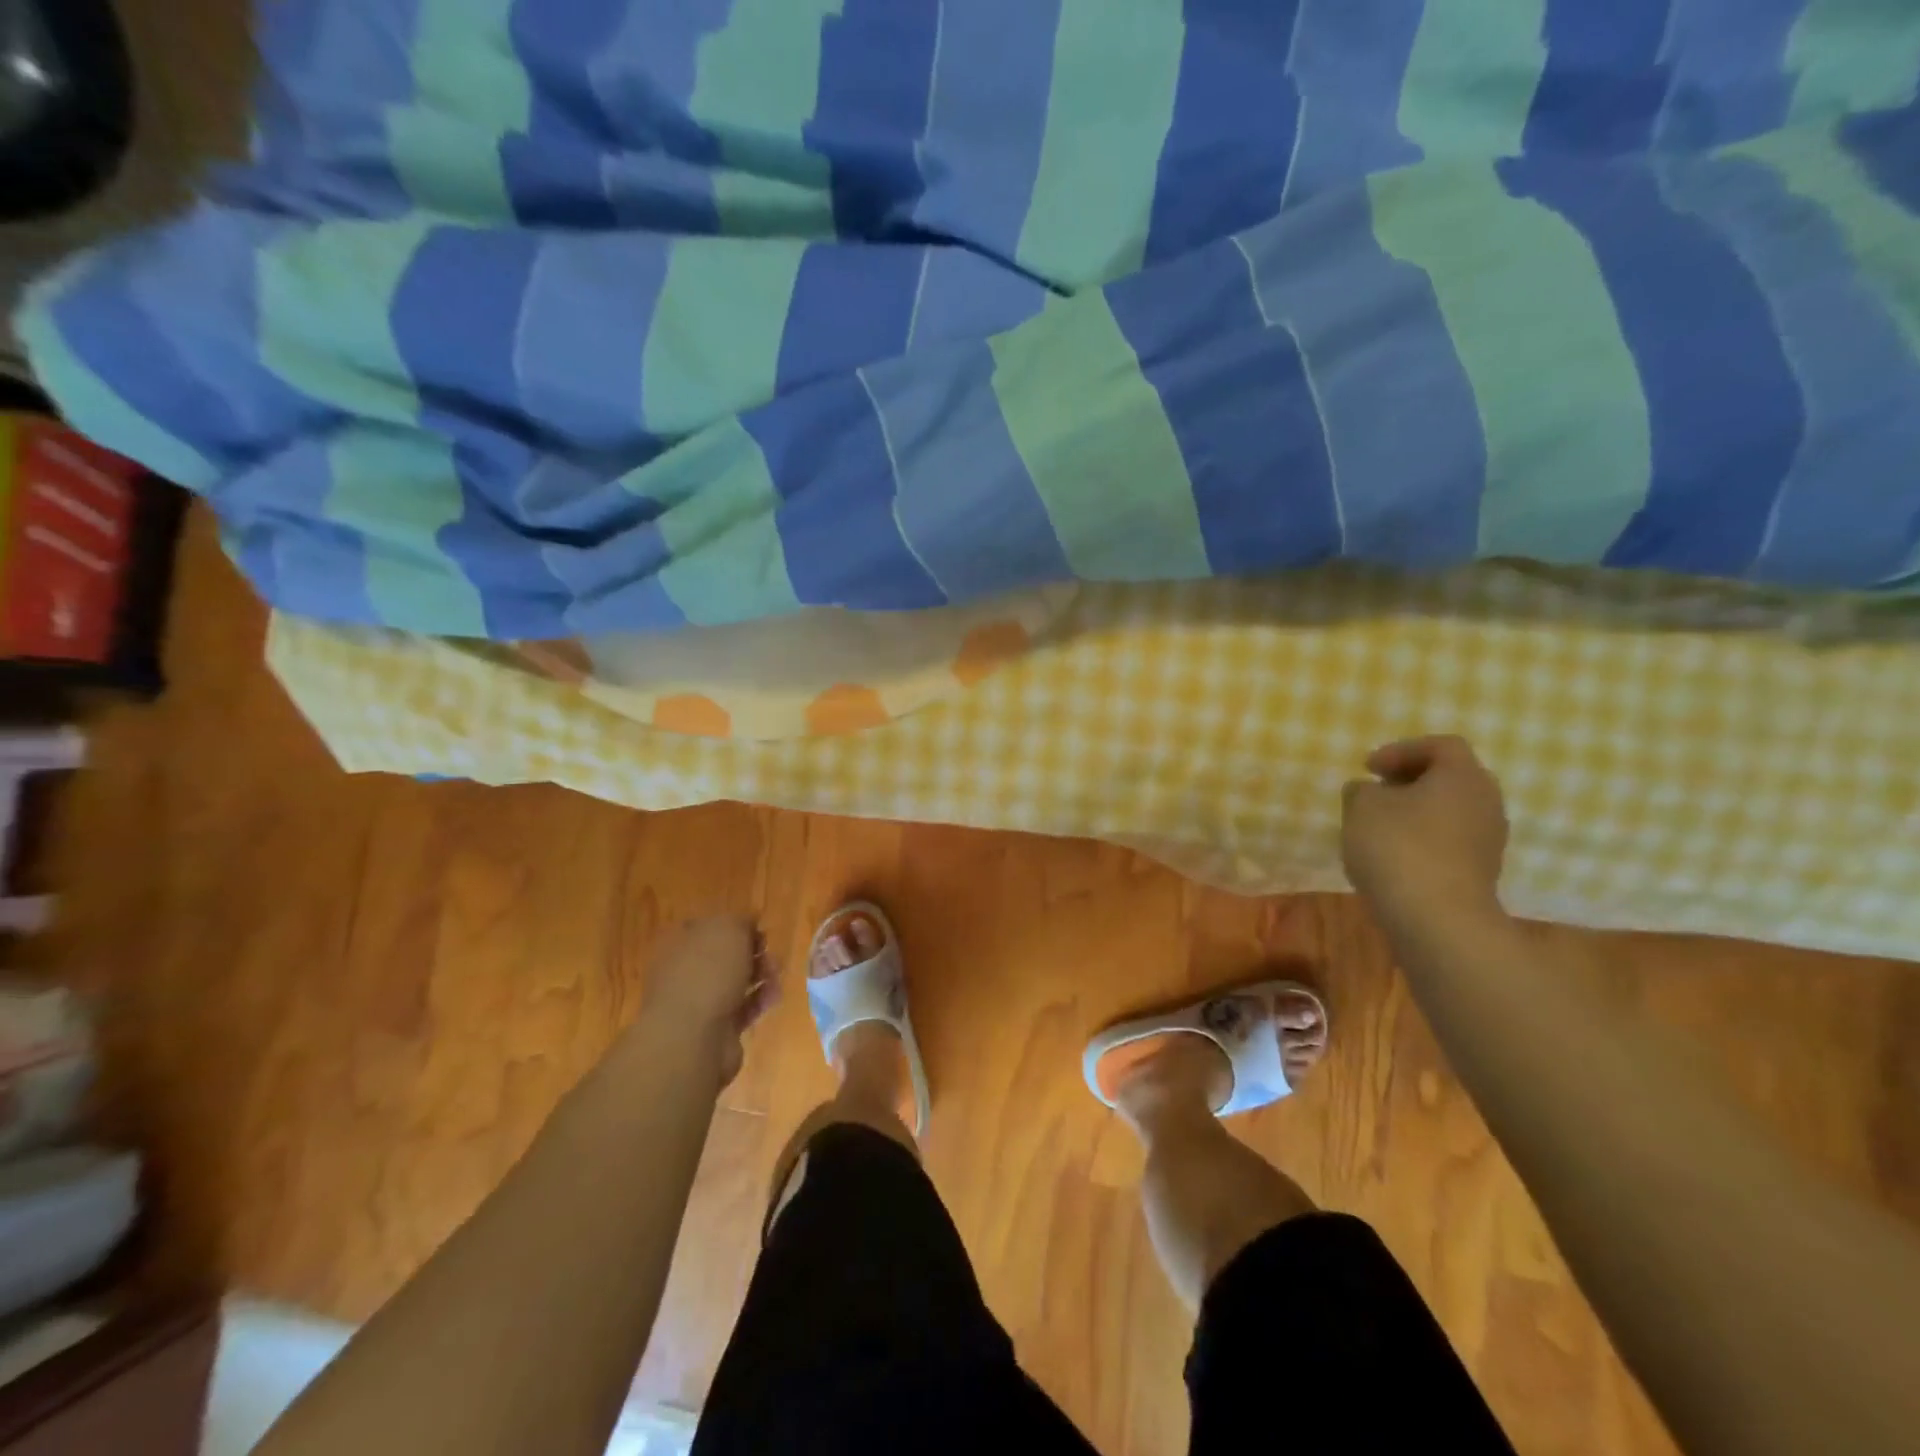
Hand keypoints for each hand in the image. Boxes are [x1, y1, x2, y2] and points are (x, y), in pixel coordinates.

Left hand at [638, 916, 776, 1087]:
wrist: (692, 1038)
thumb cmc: (707, 973)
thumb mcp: (728, 929)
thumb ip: (741, 921)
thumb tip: (748, 922)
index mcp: (680, 942)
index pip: (709, 926)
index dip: (737, 925)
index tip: (759, 930)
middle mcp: (685, 970)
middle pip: (725, 955)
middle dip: (753, 952)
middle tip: (770, 954)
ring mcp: (698, 1001)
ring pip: (736, 982)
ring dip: (760, 976)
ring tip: (776, 976)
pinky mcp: (716, 1027)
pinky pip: (743, 1008)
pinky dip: (760, 1000)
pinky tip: (773, 997)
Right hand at [1341, 736, 1509, 934]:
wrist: (1436, 919)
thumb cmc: (1398, 847)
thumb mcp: (1361, 806)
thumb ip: (1362, 790)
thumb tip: (1369, 791)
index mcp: (1463, 776)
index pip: (1440, 746)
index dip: (1401, 750)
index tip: (1368, 768)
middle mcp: (1486, 802)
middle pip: (1450, 778)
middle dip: (1411, 781)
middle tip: (1377, 790)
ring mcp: (1489, 840)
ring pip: (1450, 812)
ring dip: (1416, 813)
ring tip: (1379, 826)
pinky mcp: (1481, 873)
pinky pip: (1450, 842)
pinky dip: (1423, 840)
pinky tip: (1393, 857)